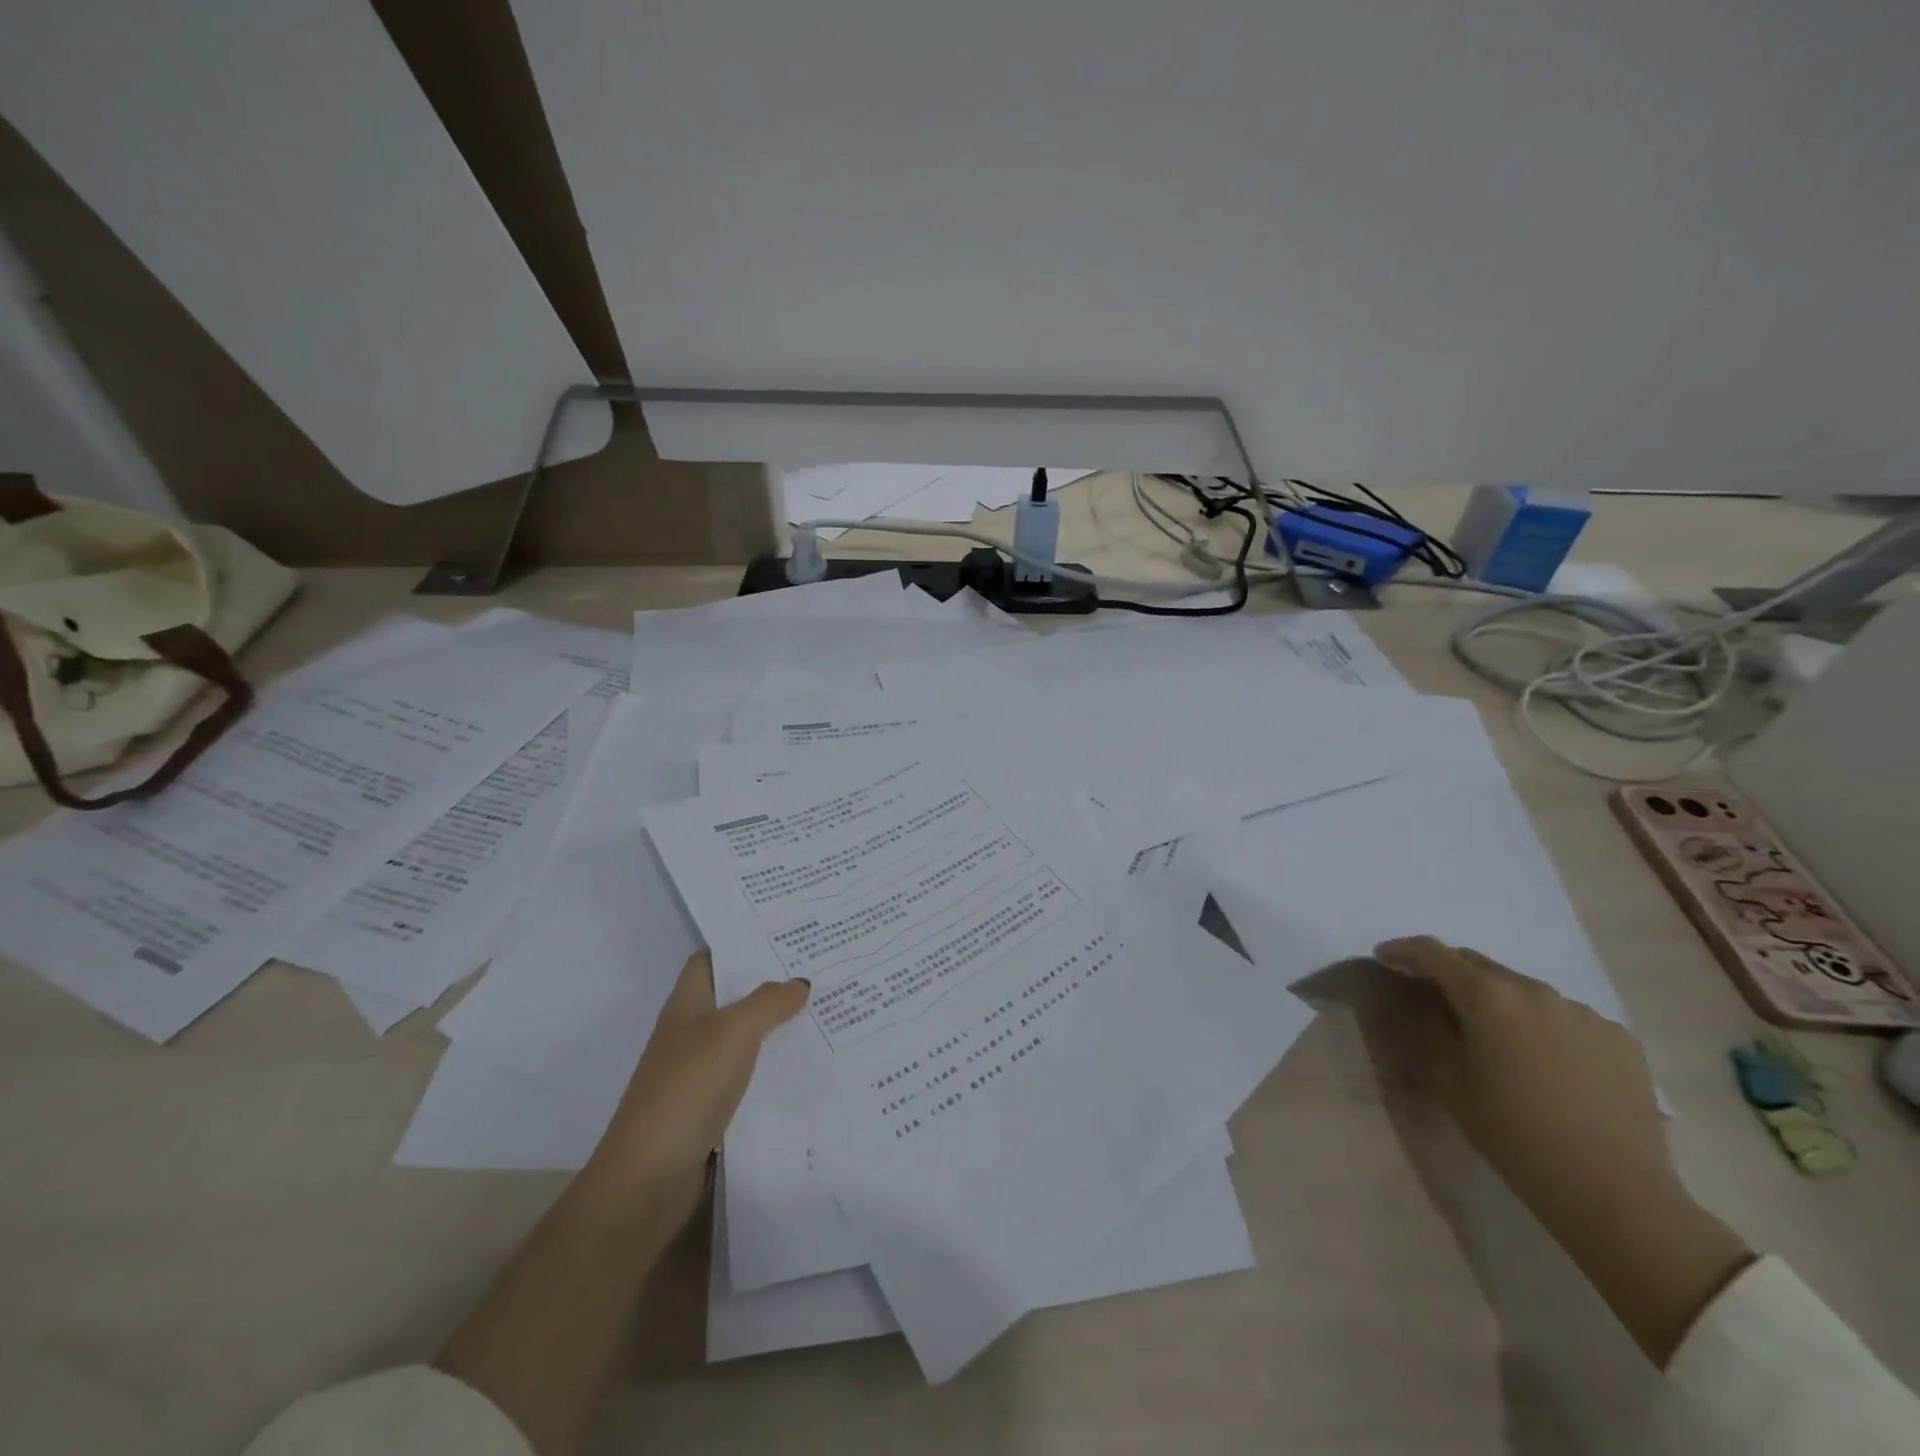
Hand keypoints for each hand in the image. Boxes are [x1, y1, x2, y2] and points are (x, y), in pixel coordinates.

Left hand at [581, 951, 809, 1223]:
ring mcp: (699, 1074)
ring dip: (778, 1028)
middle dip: (772, 985)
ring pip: (745, 1039)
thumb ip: (768, 1002)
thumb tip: (799, 981)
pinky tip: (808, 1066)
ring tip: (827, 1011)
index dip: (742, 945)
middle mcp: (691, 1034)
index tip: (785, 935)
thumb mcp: (733, 1032)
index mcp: (687, 1005)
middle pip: (733, 998)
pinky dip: (774, 1069)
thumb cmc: (687, 1088)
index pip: (711, 960)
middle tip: (821, 969)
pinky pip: (749, 1077)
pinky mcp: (711, 1111)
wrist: (649, 1179)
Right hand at [1373, 935, 1670, 1208]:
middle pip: (1480, 965)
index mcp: (1488, 996)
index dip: (1404, 950)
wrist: (1612, 1191)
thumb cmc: (1512, 1133)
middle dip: (1452, 973)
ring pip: (1525, 991)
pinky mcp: (1620, 1039)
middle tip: (1434, 997)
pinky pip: (1566, 1017)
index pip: (1434, 953)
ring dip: (1500, 1001)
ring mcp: (1584, 1012)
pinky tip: (1545, 1061)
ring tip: (1496, 1036)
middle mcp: (1536, 990)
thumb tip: (1427, 1003)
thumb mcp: (1449, 1080)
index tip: (1385, 956)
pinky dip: (1543, 1025)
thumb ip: (1432, 1028)